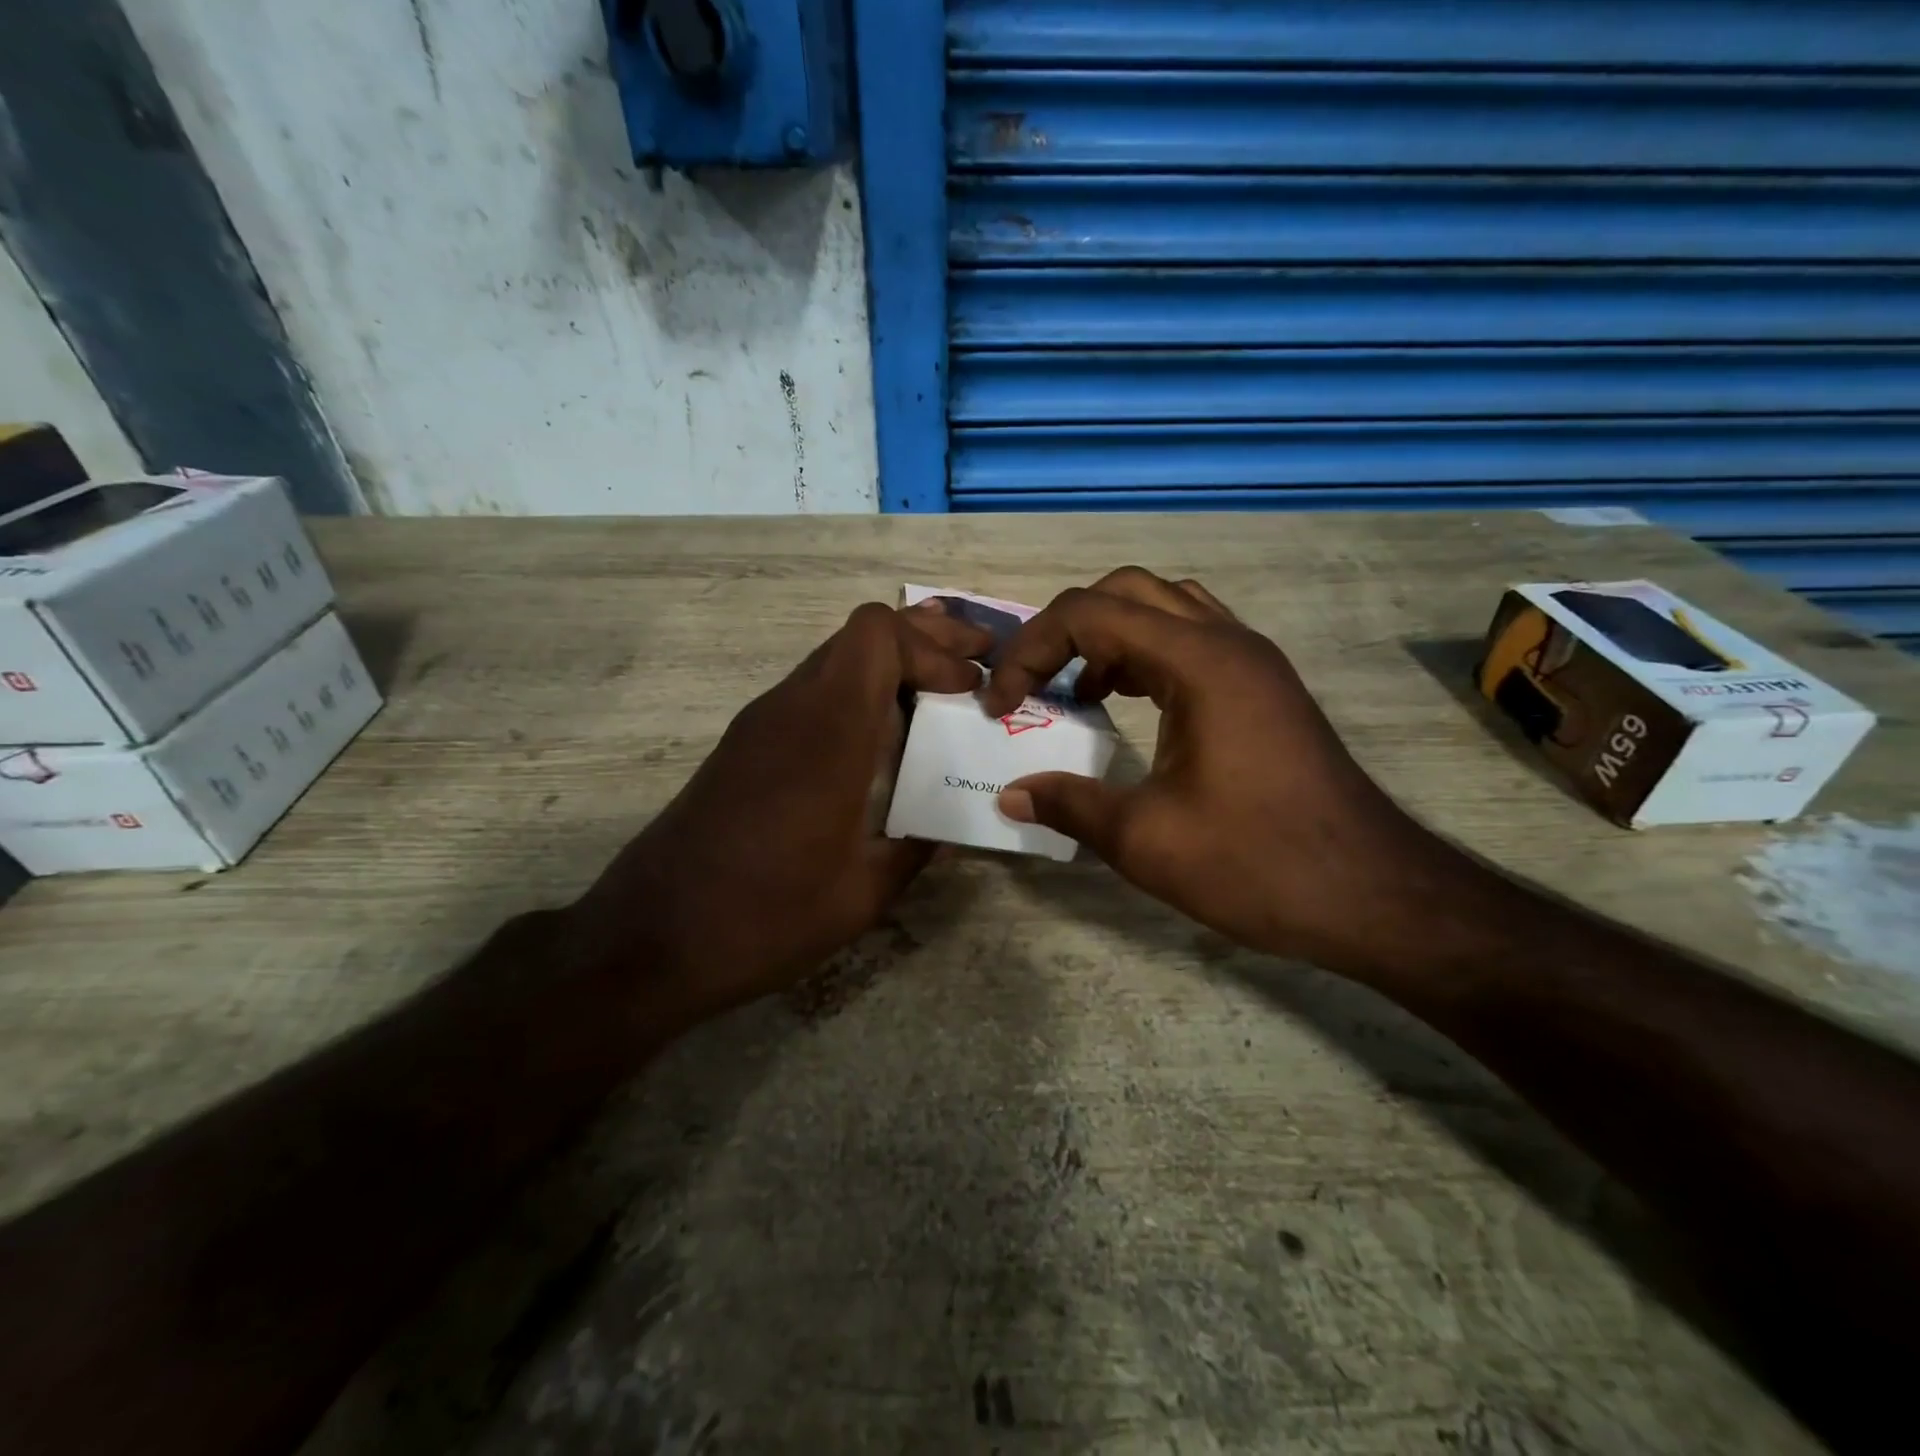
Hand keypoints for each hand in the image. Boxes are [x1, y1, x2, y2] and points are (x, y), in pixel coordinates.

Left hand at [574, 601, 990, 1023]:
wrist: (649, 941)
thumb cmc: (765, 917)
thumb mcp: (862, 895)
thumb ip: (917, 848)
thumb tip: (951, 826)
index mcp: (826, 733)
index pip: (876, 635)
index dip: (932, 648)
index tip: (968, 691)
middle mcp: (790, 709)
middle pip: (859, 635)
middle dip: (924, 640)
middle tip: (975, 665)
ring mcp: (760, 724)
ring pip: (834, 660)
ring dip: (890, 667)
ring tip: (942, 694)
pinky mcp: (744, 746)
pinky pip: (812, 694)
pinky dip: (858, 695)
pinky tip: (883, 738)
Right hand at [981, 568, 1457, 971]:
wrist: (1374, 896)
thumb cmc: (1260, 864)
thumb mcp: (1146, 841)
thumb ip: (1069, 806)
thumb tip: (1010, 796)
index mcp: (1199, 662)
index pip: (1089, 614)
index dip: (1030, 651)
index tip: (1001, 705)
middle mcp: (1228, 642)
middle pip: (1126, 592)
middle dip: (1065, 629)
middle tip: (1035, 683)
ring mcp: (1253, 662)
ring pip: (1164, 609)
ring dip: (1108, 637)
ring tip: (1077, 691)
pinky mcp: (1263, 689)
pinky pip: (1191, 641)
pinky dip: (1144, 656)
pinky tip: (1127, 705)